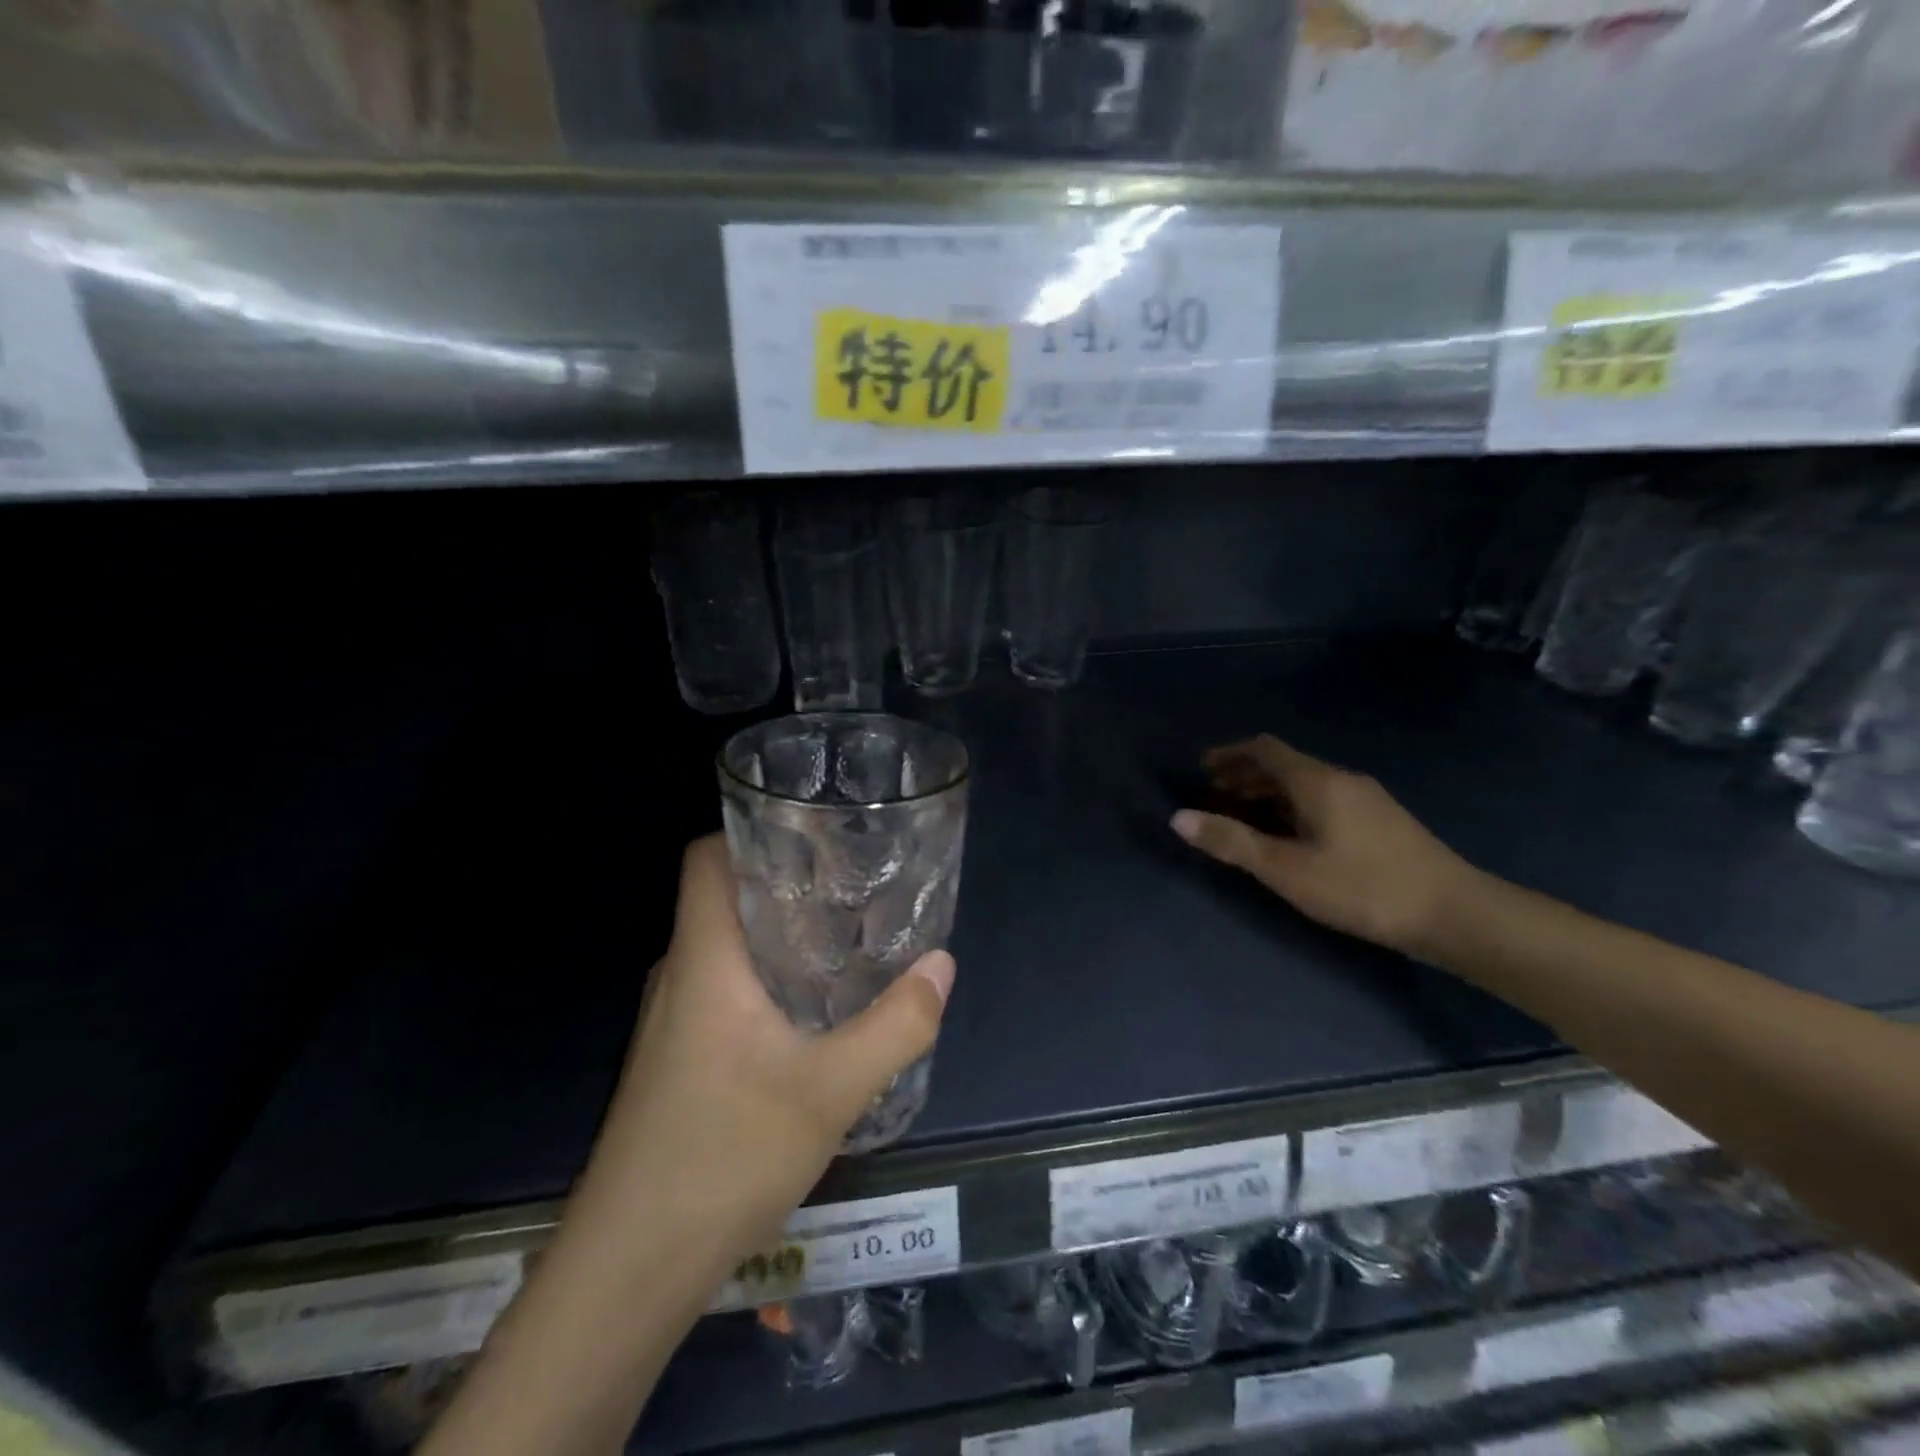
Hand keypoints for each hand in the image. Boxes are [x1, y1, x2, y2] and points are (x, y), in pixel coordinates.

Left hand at [568, 834, 954, 1281]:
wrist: (628, 1272)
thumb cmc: (722, 1158)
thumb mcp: (830, 1091)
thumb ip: (896, 1025)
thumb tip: (942, 963)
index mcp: (704, 958)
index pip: (706, 857)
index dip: (751, 829)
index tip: (813, 830)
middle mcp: (680, 975)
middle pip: (724, 898)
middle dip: (785, 880)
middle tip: (852, 880)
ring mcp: (672, 1021)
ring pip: (727, 948)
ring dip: (779, 934)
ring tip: (844, 934)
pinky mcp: (677, 1059)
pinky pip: (724, 990)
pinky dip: (767, 979)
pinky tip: (812, 1010)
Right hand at [1171, 735, 1478, 956]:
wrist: (1454, 913)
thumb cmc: (1361, 887)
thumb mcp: (1286, 869)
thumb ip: (1232, 842)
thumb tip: (1179, 818)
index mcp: (1316, 781)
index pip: (1264, 749)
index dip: (1229, 754)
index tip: (1202, 769)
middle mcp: (1341, 778)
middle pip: (1284, 764)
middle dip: (1245, 775)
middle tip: (1215, 796)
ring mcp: (1366, 798)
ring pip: (1305, 783)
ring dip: (1269, 793)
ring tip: (1244, 817)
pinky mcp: (1381, 820)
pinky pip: (1324, 798)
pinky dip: (1293, 806)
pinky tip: (1291, 836)